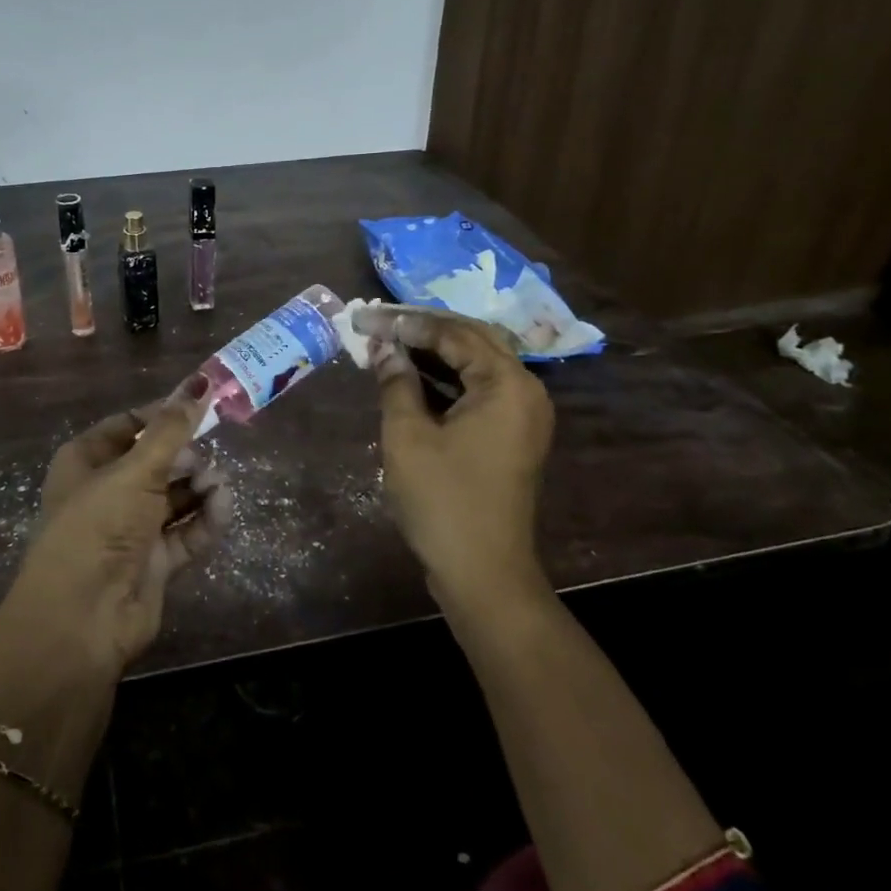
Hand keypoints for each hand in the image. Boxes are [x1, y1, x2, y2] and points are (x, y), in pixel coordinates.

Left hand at [0, 378, 232, 678]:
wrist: (81, 620)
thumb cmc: (98, 526)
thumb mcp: (135, 470)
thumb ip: (172, 429)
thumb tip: (201, 382)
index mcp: (86, 461)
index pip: (129, 424)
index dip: (164, 415)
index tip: (202, 406)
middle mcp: (107, 491)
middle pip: (157, 460)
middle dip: (186, 457)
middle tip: (205, 461)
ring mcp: (130, 529)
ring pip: (175, 496)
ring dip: (200, 487)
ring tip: (216, 485)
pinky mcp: (153, 563)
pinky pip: (186, 532)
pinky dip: (205, 520)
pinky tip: (222, 508)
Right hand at [351, 307, 555, 608]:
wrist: (483, 573)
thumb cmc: (443, 500)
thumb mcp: (407, 435)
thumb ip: (396, 382)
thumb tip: (383, 346)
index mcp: (507, 384)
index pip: (454, 334)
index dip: (407, 323)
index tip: (366, 317)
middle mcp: (524, 390)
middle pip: (472, 340)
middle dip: (423, 328)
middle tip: (378, 322)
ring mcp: (521, 414)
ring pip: (475, 363)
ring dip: (433, 352)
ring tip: (388, 342)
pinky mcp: (511, 434)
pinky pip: (478, 389)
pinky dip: (445, 379)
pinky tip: (410, 375)